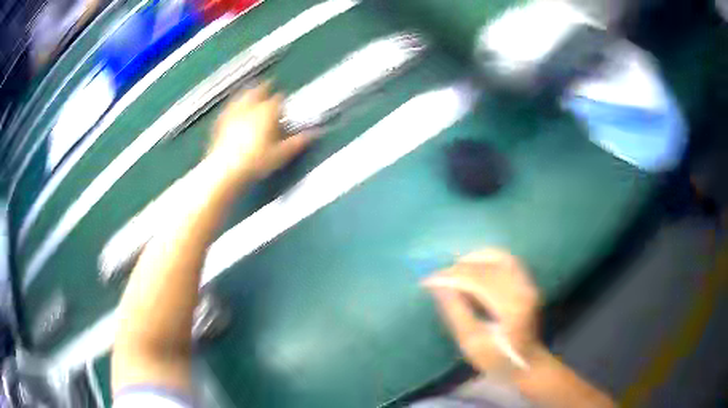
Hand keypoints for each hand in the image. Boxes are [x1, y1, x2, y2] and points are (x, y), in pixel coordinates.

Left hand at [207, 82, 314, 185]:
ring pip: (241, 97)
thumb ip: (298, 142)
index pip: (278, 99)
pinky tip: (230, 110)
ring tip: (249, 92)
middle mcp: (250, 107)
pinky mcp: (221, 123)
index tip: (285, 104)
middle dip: (263, 88)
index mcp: (267, 111)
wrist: (226, 169)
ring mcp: (233, 113)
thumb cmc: (256, 161)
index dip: (283, 100)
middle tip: (267, 85)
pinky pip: (227, 110)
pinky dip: (231, 108)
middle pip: (258, 91)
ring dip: (247, 93)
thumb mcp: (281, 154)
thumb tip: (314, 134)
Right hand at [424, 249, 540, 375]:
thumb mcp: (471, 342)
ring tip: (453, 268)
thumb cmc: (496, 358)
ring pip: (498, 258)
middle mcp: (522, 289)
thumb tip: (437, 286)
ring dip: (473, 259)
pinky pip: (506, 260)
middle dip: (459, 267)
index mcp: (510, 307)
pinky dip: (488, 257)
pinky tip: (474, 263)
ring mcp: (528, 283)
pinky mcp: (528, 282)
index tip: (428, 279)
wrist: (527, 361)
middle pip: (487, 267)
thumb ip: (455, 311)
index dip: (451, 276)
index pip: (478, 280)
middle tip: (437, 275)